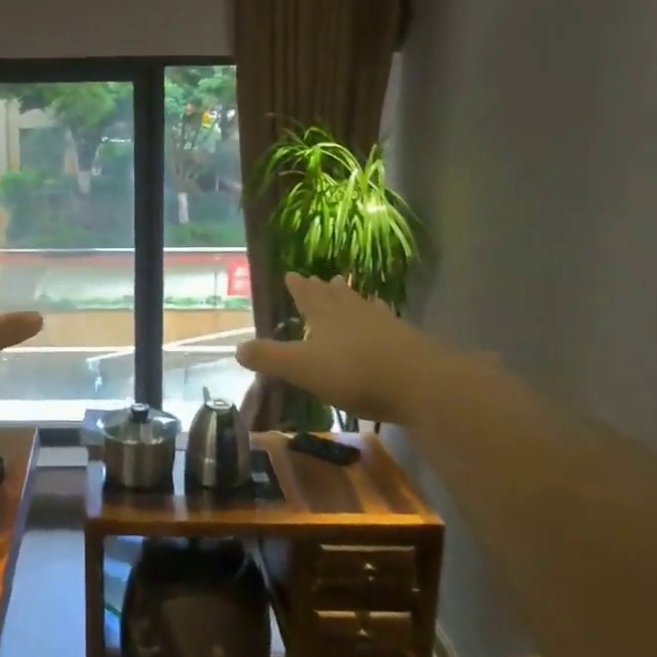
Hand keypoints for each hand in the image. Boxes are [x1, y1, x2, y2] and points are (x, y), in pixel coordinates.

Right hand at [235, 274, 434, 427]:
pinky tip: (386, 320)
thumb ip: (269, 358)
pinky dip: (380, 318)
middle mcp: (354, 314)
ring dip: (352, 298)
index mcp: (326, 317)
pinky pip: (387, 322)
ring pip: (362, 306)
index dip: (298, 287)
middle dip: (325, 289)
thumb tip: (237, 348)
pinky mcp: (407, 341)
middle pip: (336, 297)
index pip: (307, 296)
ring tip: (349, 289)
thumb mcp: (301, 368)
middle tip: (321, 278)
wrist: (420, 382)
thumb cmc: (354, 373)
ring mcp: (384, 325)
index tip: (291, 273)